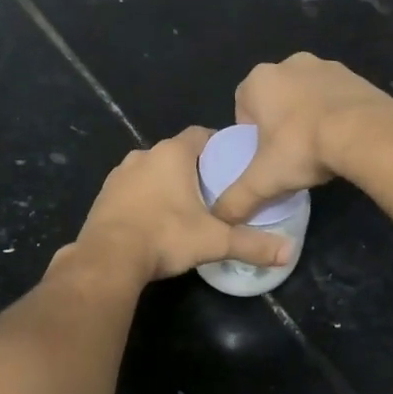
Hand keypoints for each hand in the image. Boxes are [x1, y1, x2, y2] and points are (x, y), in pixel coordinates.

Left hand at [69, 127, 289, 281]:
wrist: (108, 258)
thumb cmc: (165, 236)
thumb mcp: (214, 241)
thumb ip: (251, 244)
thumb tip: (288, 253)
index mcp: (172, 154)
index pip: (200, 135)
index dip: (217, 145)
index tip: (231, 163)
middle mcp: (143, 155)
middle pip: (176, 153)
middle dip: (193, 168)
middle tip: (213, 191)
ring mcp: (119, 174)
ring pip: (151, 171)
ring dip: (166, 183)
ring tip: (184, 207)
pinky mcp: (104, 195)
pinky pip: (131, 189)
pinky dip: (144, 198)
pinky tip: (154, 221)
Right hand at [211, 53, 392, 223]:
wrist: (365, 133)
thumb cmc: (302, 148)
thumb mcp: (263, 180)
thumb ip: (237, 199)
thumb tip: (221, 217)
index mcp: (259, 80)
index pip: (243, 106)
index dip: (250, 133)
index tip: (263, 156)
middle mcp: (290, 64)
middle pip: (275, 98)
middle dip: (280, 122)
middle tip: (290, 154)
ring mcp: (325, 66)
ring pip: (307, 95)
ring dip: (308, 115)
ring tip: (318, 148)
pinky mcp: (355, 76)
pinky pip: (336, 96)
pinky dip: (335, 113)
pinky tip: (343, 138)